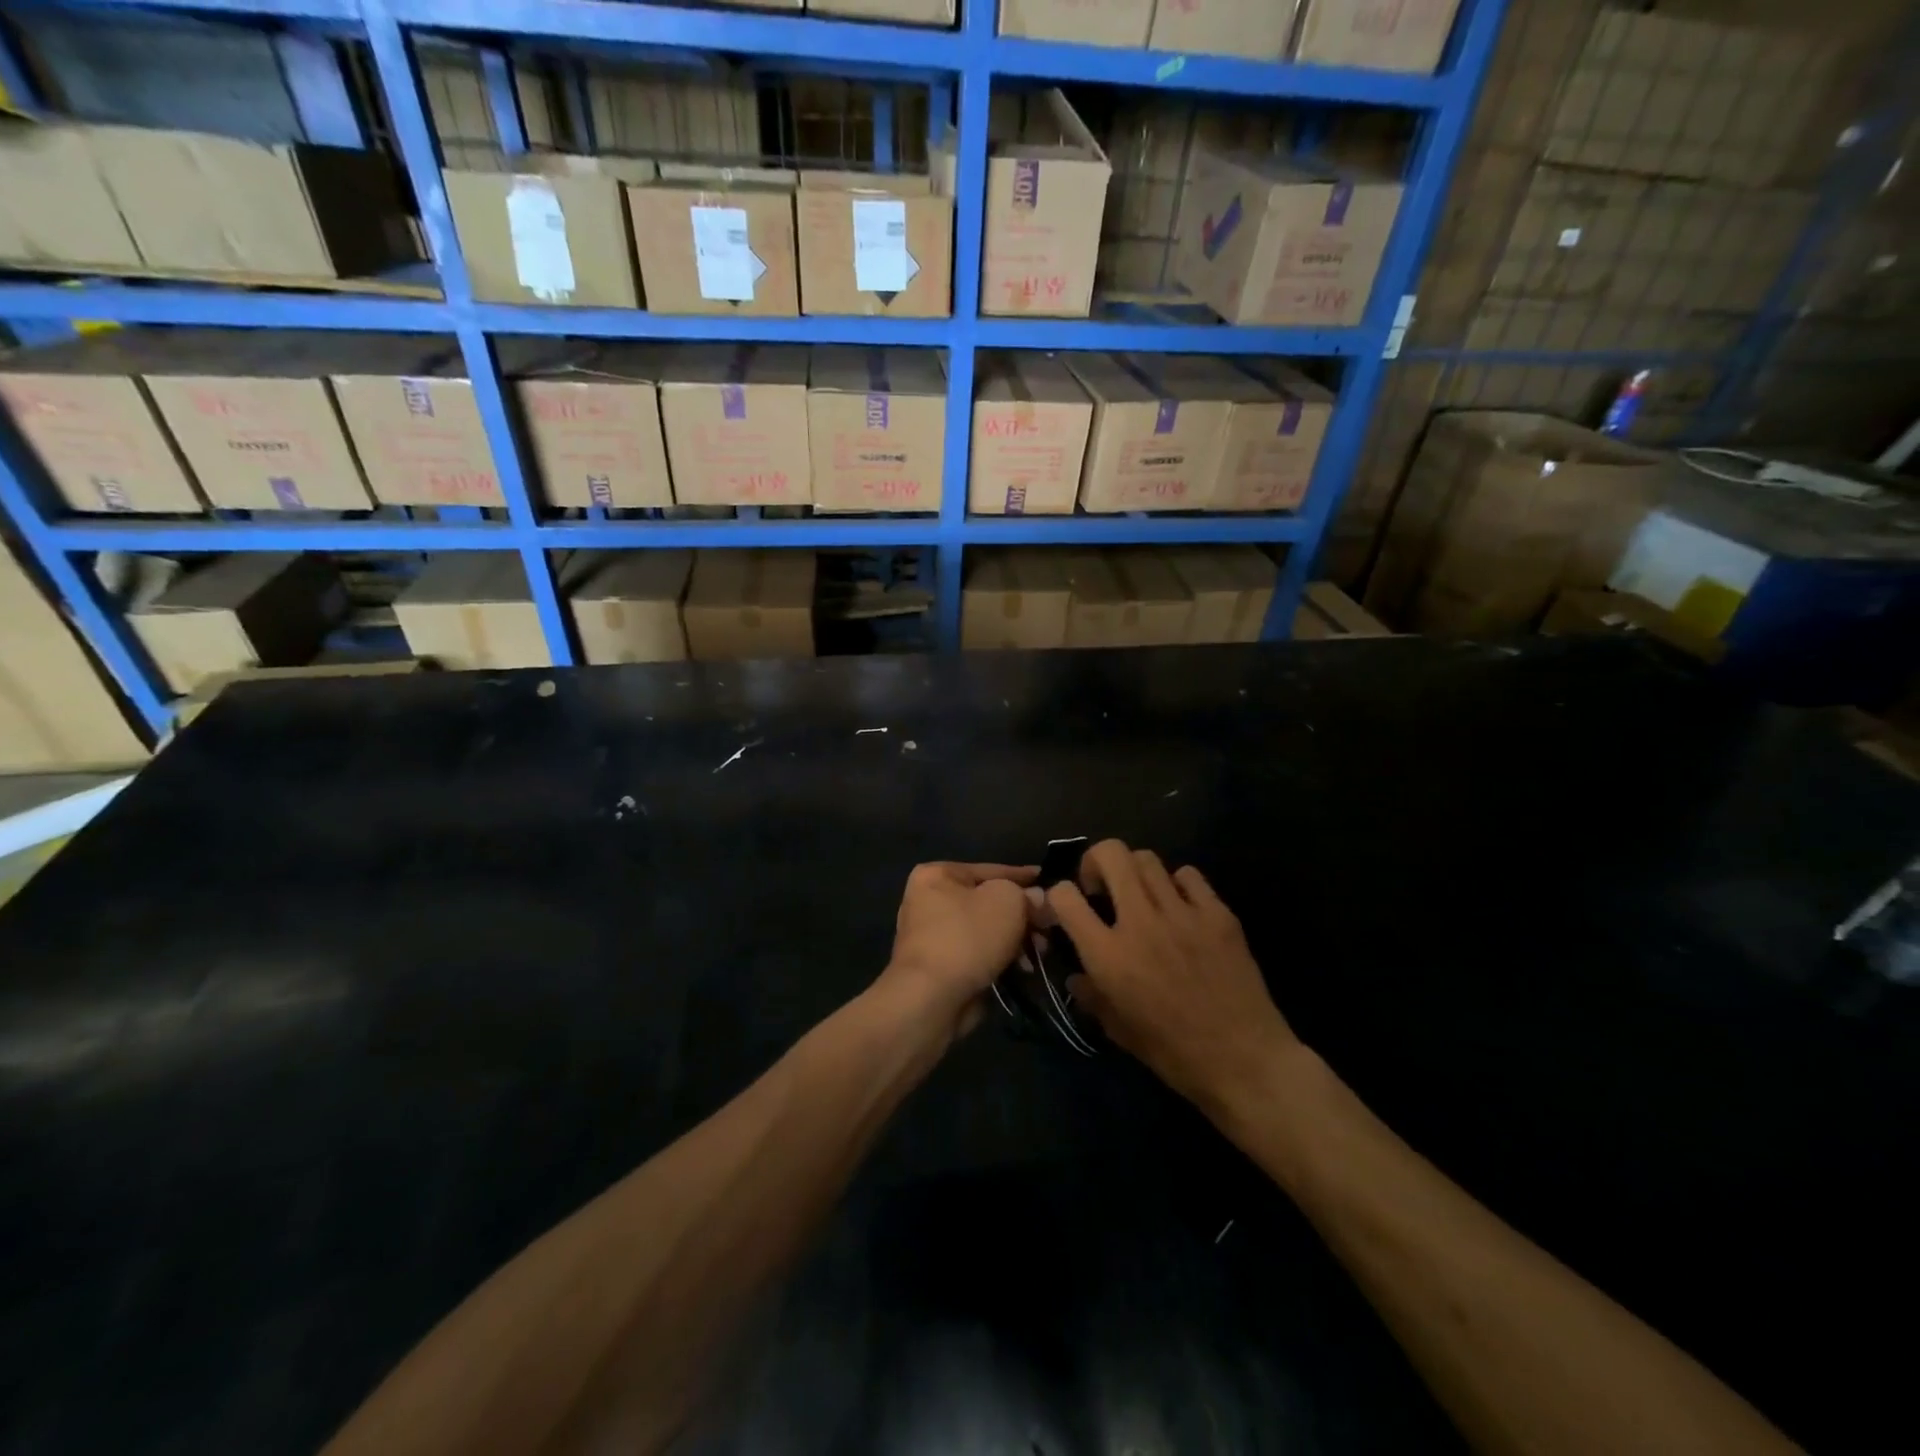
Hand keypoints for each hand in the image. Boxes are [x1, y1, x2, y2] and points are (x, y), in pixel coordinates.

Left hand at [878, 862, 1038, 1038]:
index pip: (990, 870)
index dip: (1023, 876)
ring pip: (986, 930)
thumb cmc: (968, 936)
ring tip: (1039, 953)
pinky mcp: (939, 967)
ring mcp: (931, 936)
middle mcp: (929, 901)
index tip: (1048, 882)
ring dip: (1016, 940)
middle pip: (988, 902)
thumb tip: (1035, 899)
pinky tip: (1022, 970)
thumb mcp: (1007, 901)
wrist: (932, 997)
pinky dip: (1000, 959)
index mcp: (937, 874)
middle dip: (1022, 916)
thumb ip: (1026, 895)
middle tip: (1048, 929)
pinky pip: (978, 954)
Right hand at [1049, 840, 1299, 1110]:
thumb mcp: (1117, 1030)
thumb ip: (1090, 994)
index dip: (1059, 894)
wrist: (1244, 1061)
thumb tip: (1077, 974)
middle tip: (1102, 887)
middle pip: (1111, 854)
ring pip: (1148, 858)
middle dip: (1096, 860)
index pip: (1065, 897)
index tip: (1068, 907)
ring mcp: (1182, 914)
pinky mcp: (1218, 914)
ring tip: (1141, 896)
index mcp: (1108, 955)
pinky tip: (1181, 907)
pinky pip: (1189, 876)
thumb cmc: (1173, 1053)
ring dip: (1135, 872)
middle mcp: (1140, 923)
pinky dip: (1177, 884)